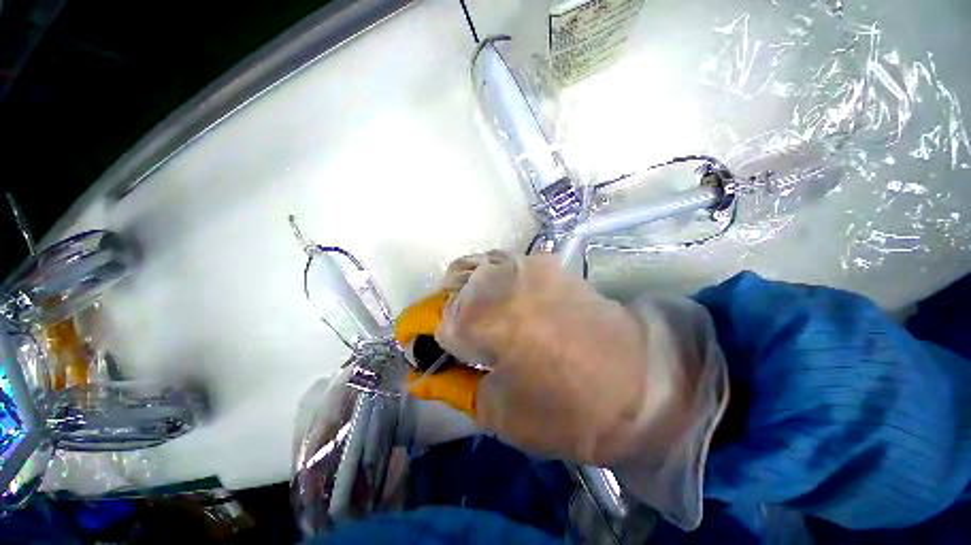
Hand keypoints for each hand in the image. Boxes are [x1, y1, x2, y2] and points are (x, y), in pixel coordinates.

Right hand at [435, 252, 659, 465]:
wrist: (643, 381)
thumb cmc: (568, 409)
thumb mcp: (497, 410)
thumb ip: (451, 385)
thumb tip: (420, 375)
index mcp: (478, 315)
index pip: (429, 319)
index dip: (421, 337)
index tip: (423, 353)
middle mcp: (496, 278)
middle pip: (448, 287)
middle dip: (442, 313)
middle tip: (454, 342)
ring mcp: (523, 263)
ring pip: (473, 267)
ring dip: (464, 292)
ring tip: (477, 321)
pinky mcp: (545, 262)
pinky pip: (501, 264)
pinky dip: (490, 282)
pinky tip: (505, 305)